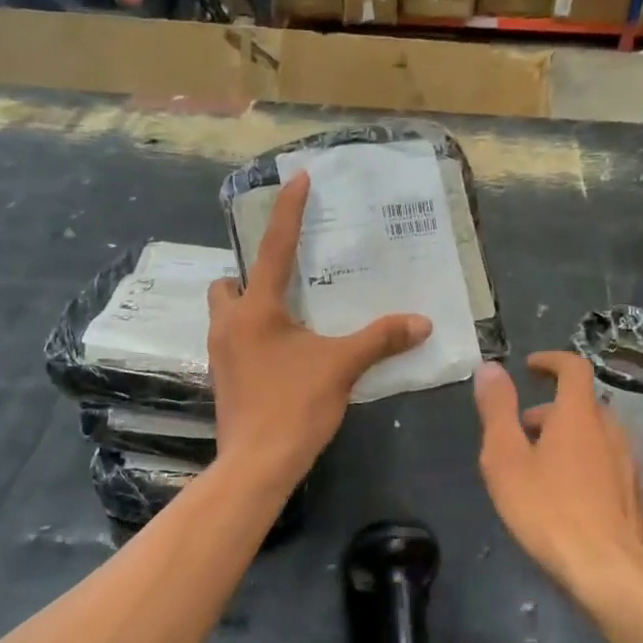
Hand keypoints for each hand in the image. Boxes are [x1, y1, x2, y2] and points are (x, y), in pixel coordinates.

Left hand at [208, 173, 431, 489]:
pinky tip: (282, 354)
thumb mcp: (342, 367)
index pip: (274, 247)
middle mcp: (229, 324)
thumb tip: (422, 322)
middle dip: (250, 276)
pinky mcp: (223, 379)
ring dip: (249, 307)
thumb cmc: (294, 406)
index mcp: (256, 309)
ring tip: (289, 318)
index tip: (298, 178)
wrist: (257, 464)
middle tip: (286, 284)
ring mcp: (220, 354)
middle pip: (228, 283)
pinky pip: (233, 341)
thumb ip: (380, 339)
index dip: (288, 211)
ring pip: (226, 314)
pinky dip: (252, 335)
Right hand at [474, 352, 642, 593]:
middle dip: (552, 409)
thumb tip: (490, 367)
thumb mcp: (505, 458)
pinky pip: (609, 465)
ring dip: (570, 437)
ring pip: (598, 435)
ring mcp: (629, 464)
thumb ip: (497, 410)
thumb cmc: (547, 510)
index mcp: (578, 416)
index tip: (530, 367)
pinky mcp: (636, 495)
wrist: (606, 569)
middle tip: (523, 430)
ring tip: (543, 465)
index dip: (551, 361)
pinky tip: (572, 494)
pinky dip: (588, 464)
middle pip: (584, 405)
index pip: (573, 368)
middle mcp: (611, 431)